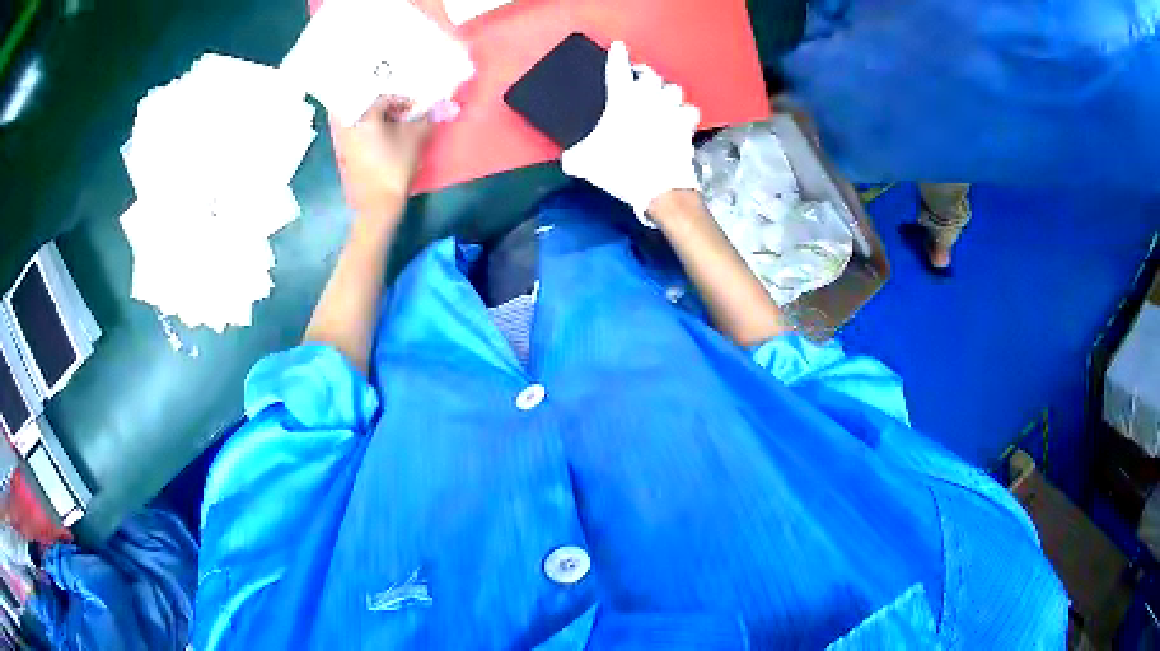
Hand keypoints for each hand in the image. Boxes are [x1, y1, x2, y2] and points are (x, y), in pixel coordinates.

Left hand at [335, 96, 432, 213]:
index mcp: (365, 117)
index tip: (414, 109)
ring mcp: (345, 143)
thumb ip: (426, 119)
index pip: (384, 98)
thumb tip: (437, 108)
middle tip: (402, 116)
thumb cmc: (396, 166)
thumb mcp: (415, 139)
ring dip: (376, 122)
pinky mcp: (345, 157)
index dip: (402, 101)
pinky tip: (382, 142)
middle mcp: (350, 126)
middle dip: (386, 109)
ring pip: (360, 122)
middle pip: (368, 108)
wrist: (378, 203)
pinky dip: (368, 134)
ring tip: (392, 128)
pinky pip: (356, 136)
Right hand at [561, 41, 701, 224]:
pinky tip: (680, 119)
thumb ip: (573, 156)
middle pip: (651, 75)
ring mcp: (671, 111)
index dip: (617, 55)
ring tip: (661, 100)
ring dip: (667, 92)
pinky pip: (690, 111)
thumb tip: (568, 159)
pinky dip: (684, 113)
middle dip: (644, 75)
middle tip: (638, 80)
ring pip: (674, 89)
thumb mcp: (584, 163)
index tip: (619, 46)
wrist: (659, 188)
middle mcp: (649, 98)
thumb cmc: (620, 168)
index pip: (617, 69)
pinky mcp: (687, 127)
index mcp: (622, 99)